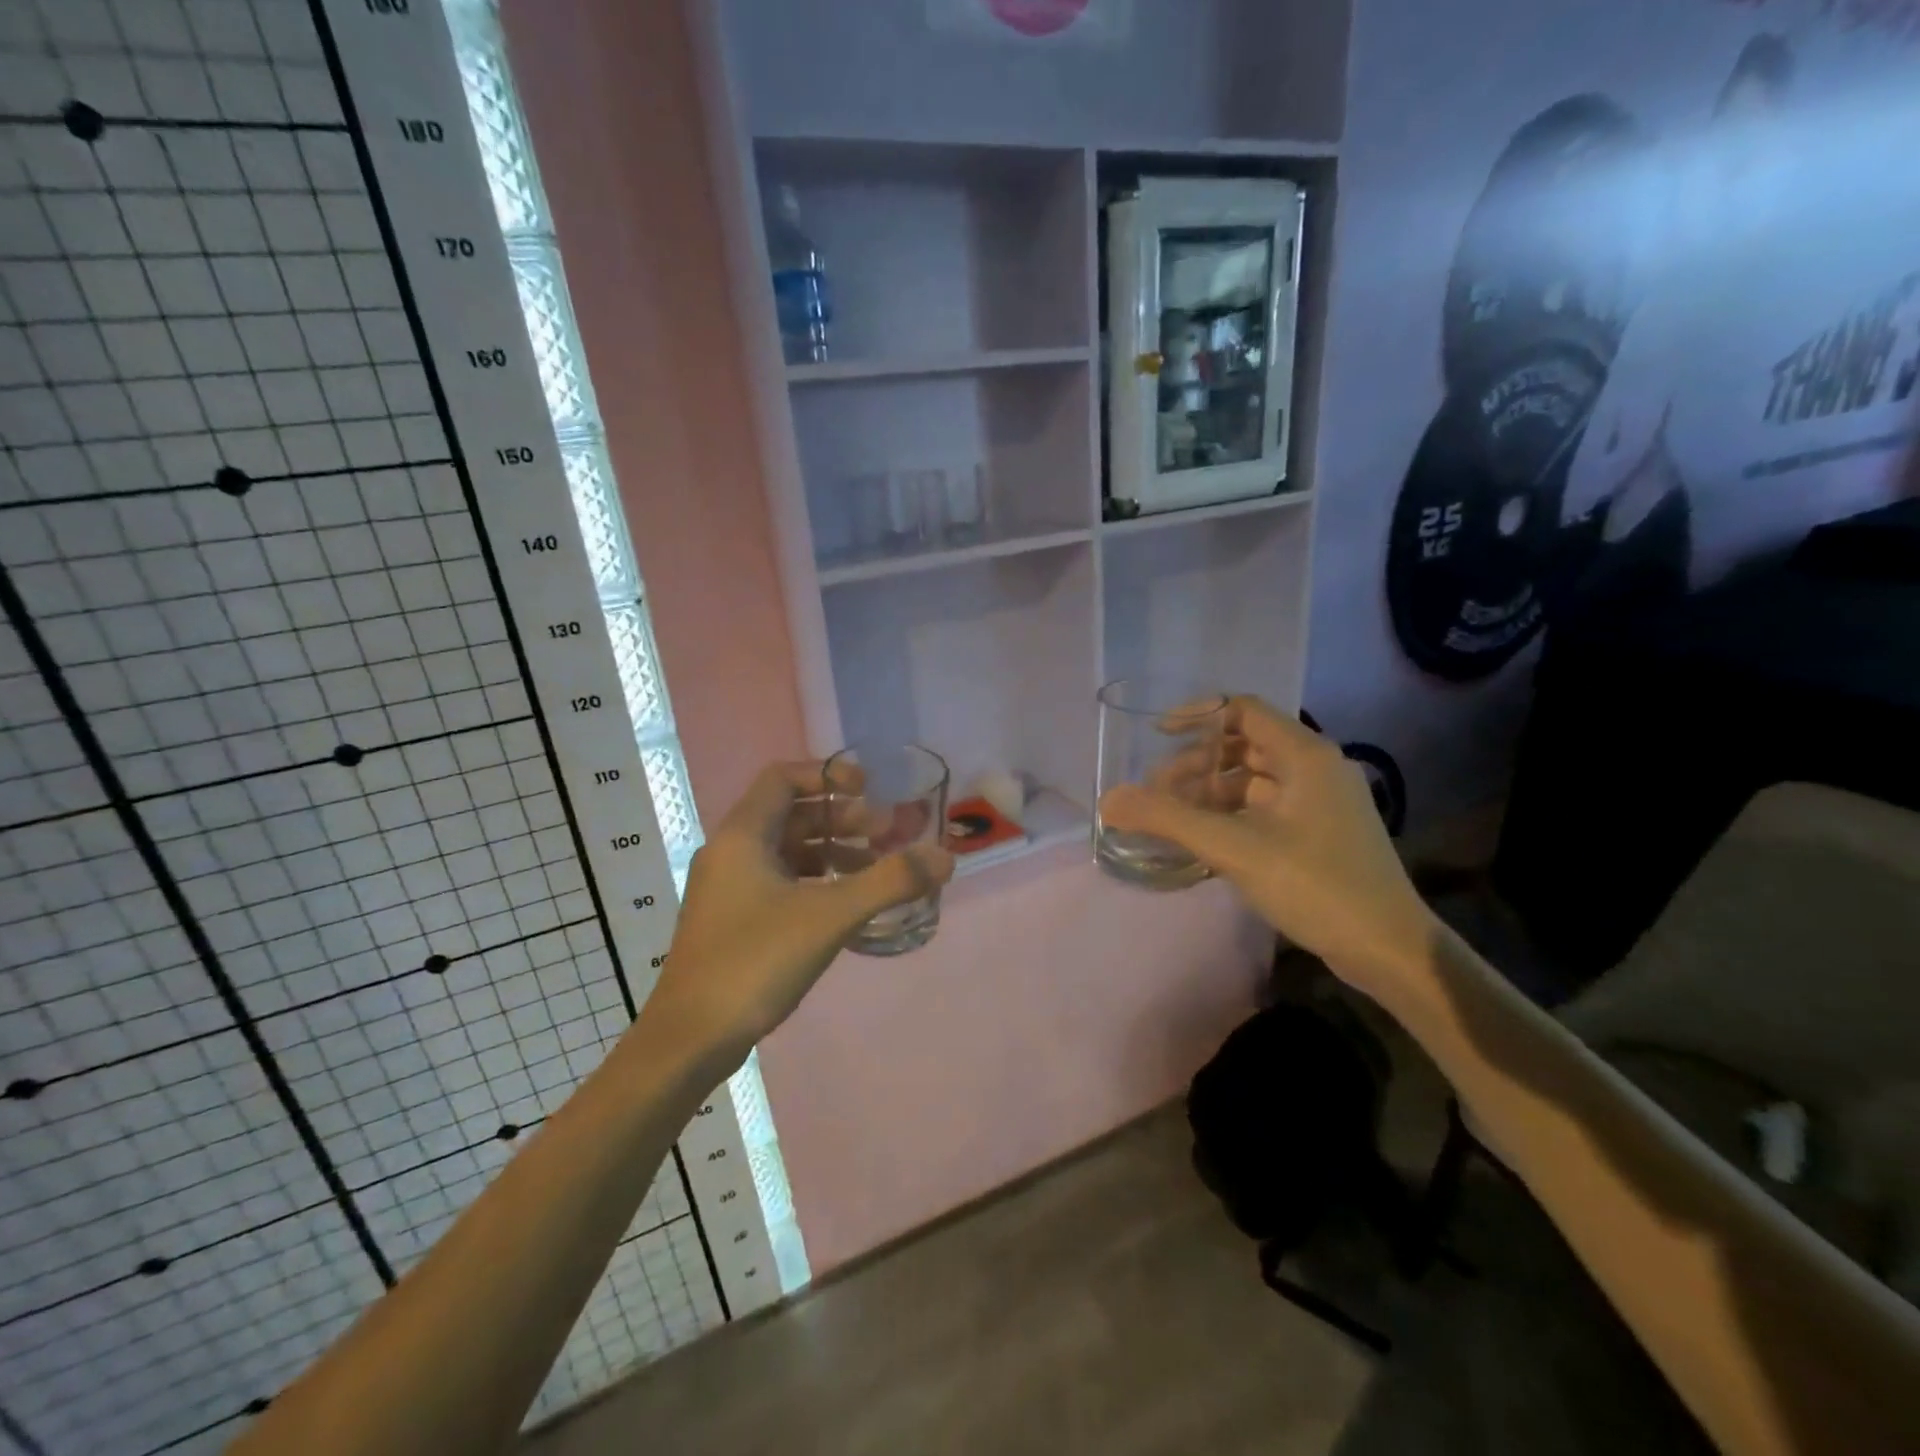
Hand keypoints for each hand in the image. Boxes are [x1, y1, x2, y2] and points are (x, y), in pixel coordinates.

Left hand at [647, 762, 953, 1057]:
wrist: (689, 1040)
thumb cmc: (755, 962)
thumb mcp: (829, 916)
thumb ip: (890, 882)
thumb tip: (944, 857)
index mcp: (742, 836)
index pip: (784, 778)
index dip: (828, 775)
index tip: (870, 790)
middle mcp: (730, 853)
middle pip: (791, 814)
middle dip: (841, 819)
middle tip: (886, 834)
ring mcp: (728, 889)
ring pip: (787, 851)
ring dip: (832, 852)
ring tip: (876, 870)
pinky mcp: (732, 921)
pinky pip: (780, 882)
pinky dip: (816, 882)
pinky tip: (846, 906)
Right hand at [1098, 697, 1435, 993]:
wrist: (1388, 948)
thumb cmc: (1316, 885)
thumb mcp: (1234, 848)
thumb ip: (1168, 819)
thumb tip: (1108, 800)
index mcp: (1304, 755)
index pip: (1244, 709)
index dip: (1198, 715)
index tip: (1157, 735)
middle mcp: (1315, 768)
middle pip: (1245, 745)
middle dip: (1196, 762)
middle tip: (1156, 789)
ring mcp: (1320, 802)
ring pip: (1253, 779)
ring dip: (1210, 791)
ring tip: (1172, 817)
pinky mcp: (1319, 833)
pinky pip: (1264, 808)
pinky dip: (1230, 815)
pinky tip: (1202, 839)